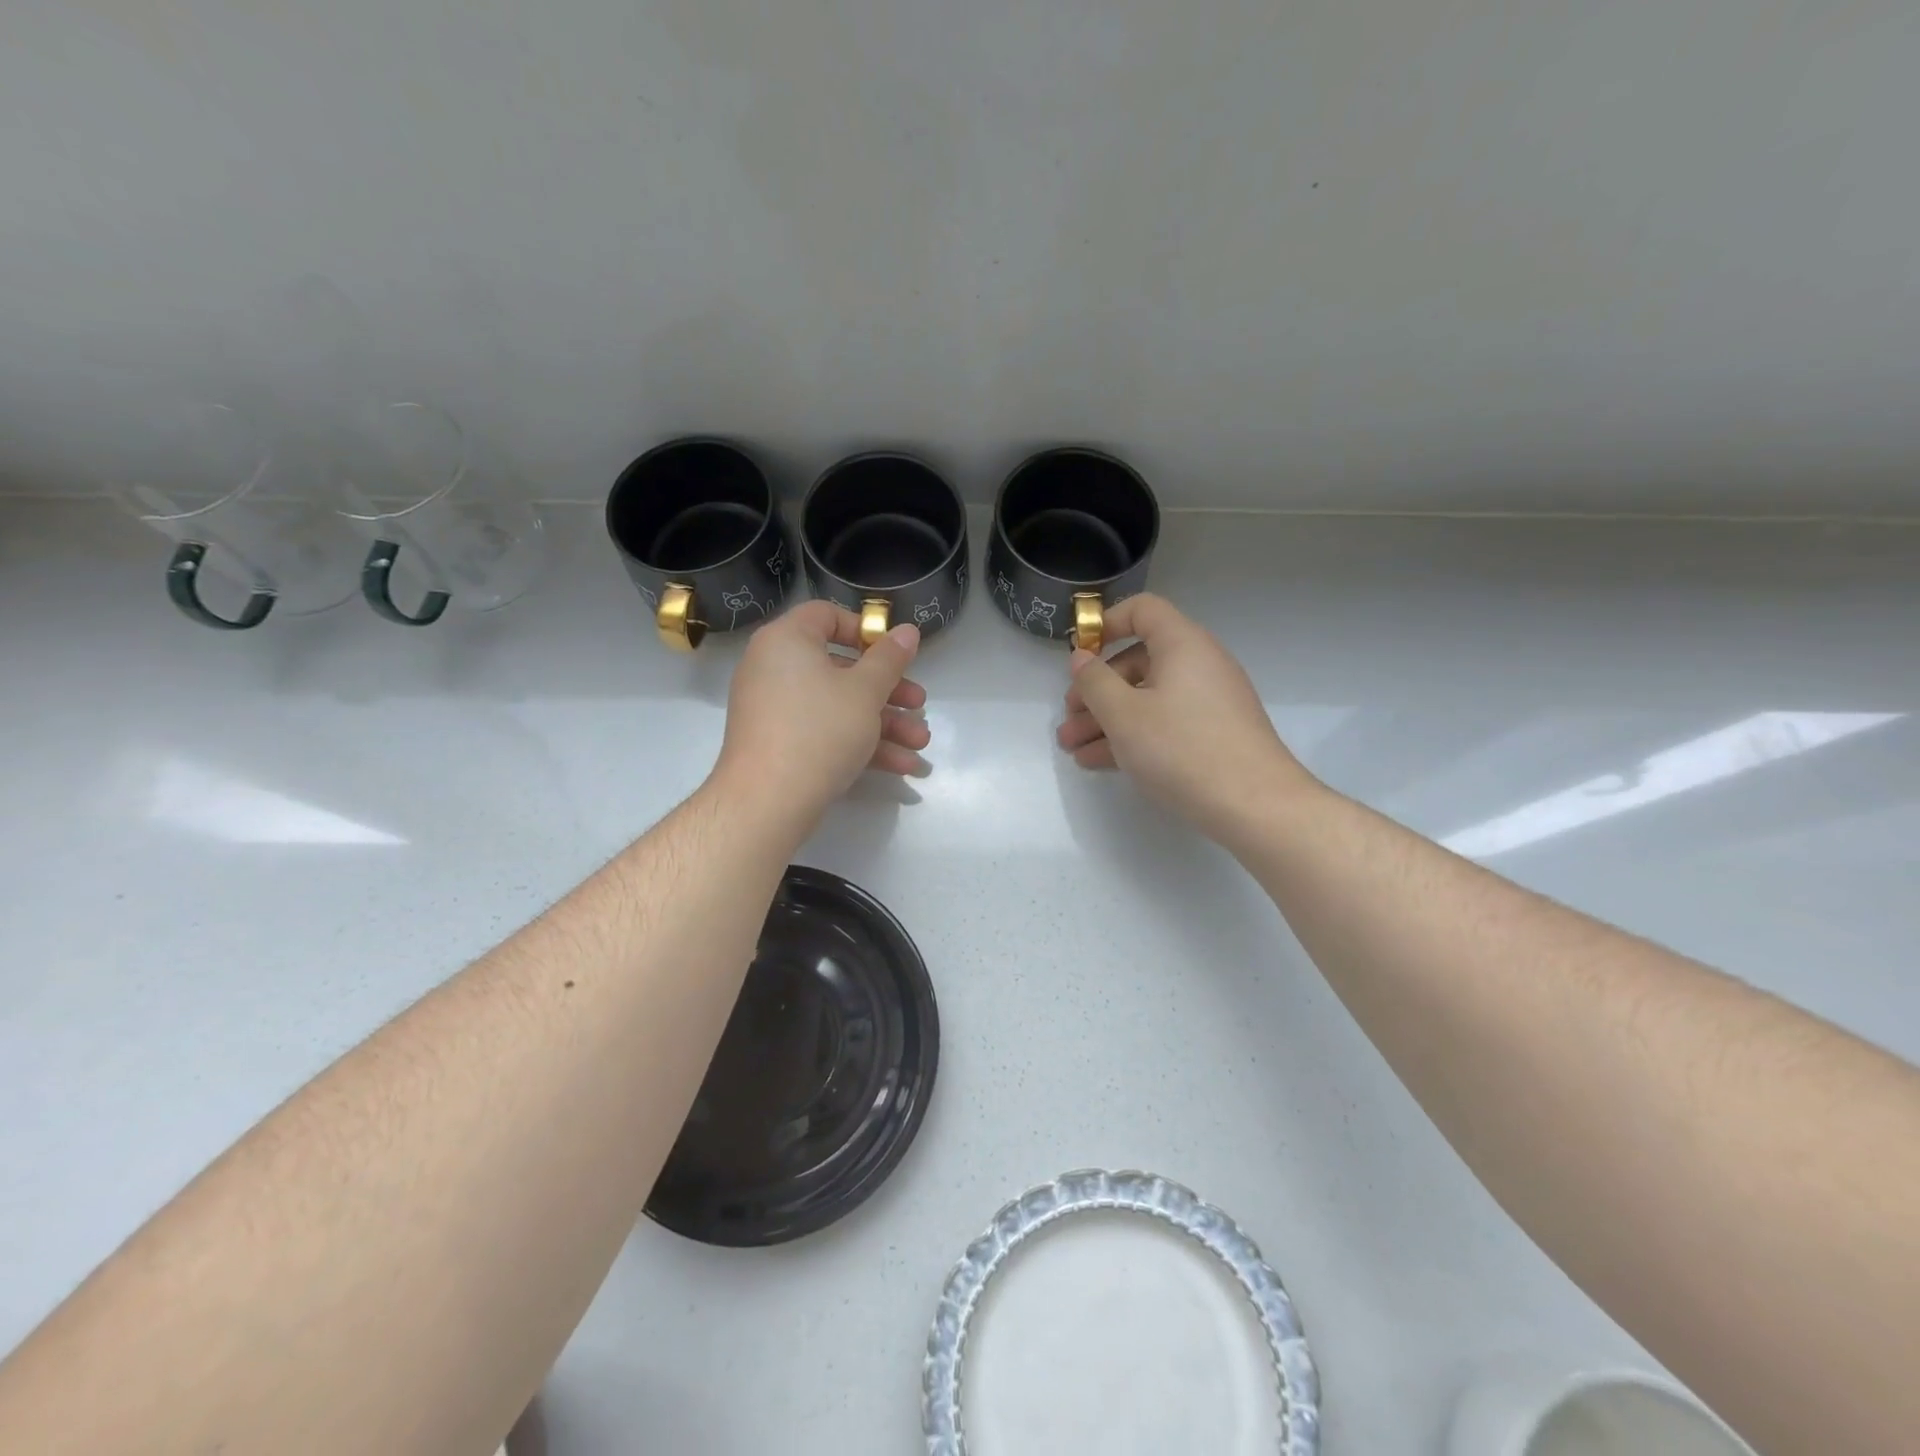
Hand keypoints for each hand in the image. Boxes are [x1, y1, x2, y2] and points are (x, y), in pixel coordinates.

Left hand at [714, 601, 929, 829]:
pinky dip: (860, 743)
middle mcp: (774, 668)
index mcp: (787, 641)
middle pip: (841, 668)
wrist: (768, 801)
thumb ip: (890, 659)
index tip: (894, 654)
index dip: (866, 630)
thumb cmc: (819, 730)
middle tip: (919, 704)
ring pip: (839, 706)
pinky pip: (824, 732)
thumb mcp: (865, 691)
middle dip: (889, 691)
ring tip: (921, 743)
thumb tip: (907, 631)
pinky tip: (902, 765)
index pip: (826, 616)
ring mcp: (775, 709)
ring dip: (885, 724)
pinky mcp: (780, 744)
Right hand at [1056, 594, 1313, 838]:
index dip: (1105, 624)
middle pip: (1138, 661)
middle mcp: (1199, 664)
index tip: (1078, 655)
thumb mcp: (1124, 715)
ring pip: (1147, 698)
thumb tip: (1080, 658)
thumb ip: (1094, 681)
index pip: (1142, 610)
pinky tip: (1100, 762)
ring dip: (1107, 719)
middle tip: (1068, 718)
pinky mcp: (1213, 734)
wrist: (1255, 806)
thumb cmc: (1182, 749)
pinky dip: (1133, 735)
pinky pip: (1164, 723)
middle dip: (1096, 690)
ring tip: (1073, 749)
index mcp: (1182, 644)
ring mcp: (1208, 702)